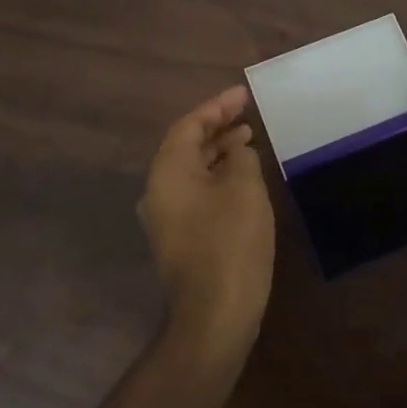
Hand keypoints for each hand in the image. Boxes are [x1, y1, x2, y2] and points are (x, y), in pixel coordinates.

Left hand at [140, 85, 275, 357]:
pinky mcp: (179, 237)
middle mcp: (158, 190)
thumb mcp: (244, 188)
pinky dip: (216, 175)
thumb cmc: (231, 241)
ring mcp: (166, 216)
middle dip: (216, 126)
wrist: (215, 313)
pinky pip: (195, 191)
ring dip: (218, 151)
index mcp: (168, 172)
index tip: (244, 94)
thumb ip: (240, 157)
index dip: (217, 106)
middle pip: (186, 145)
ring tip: (248, 138)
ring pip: (191, 170)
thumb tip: (236, 150)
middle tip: (247, 113)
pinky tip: (241, 177)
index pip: (189, 125)